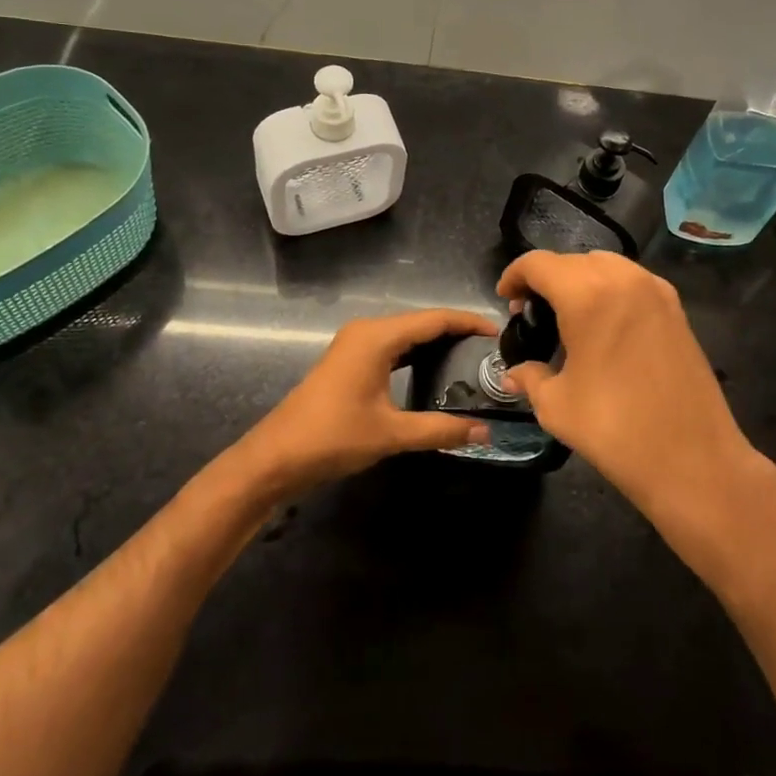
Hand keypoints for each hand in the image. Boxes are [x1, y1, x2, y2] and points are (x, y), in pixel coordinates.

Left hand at [232, 307, 495, 498]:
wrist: (276, 456)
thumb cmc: (333, 437)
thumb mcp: (391, 434)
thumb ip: (440, 429)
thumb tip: (484, 433)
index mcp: (377, 337)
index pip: (434, 319)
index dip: (468, 322)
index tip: (498, 333)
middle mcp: (367, 330)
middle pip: (421, 322)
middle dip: (456, 332)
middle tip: (490, 351)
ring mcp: (355, 344)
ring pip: (406, 334)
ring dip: (436, 343)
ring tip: (471, 359)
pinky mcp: (349, 359)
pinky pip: (392, 347)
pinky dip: (416, 354)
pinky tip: (435, 369)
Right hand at [498, 251, 771, 535]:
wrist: (694, 461)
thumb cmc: (616, 430)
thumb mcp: (557, 406)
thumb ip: (530, 378)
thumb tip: (514, 374)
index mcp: (588, 294)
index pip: (539, 263)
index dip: (514, 276)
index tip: (504, 299)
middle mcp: (624, 279)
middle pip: (572, 261)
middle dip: (546, 279)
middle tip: (531, 313)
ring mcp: (655, 291)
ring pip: (605, 265)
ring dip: (579, 280)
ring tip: (566, 316)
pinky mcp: (677, 309)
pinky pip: (632, 281)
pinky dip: (610, 290)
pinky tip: (603, 325)